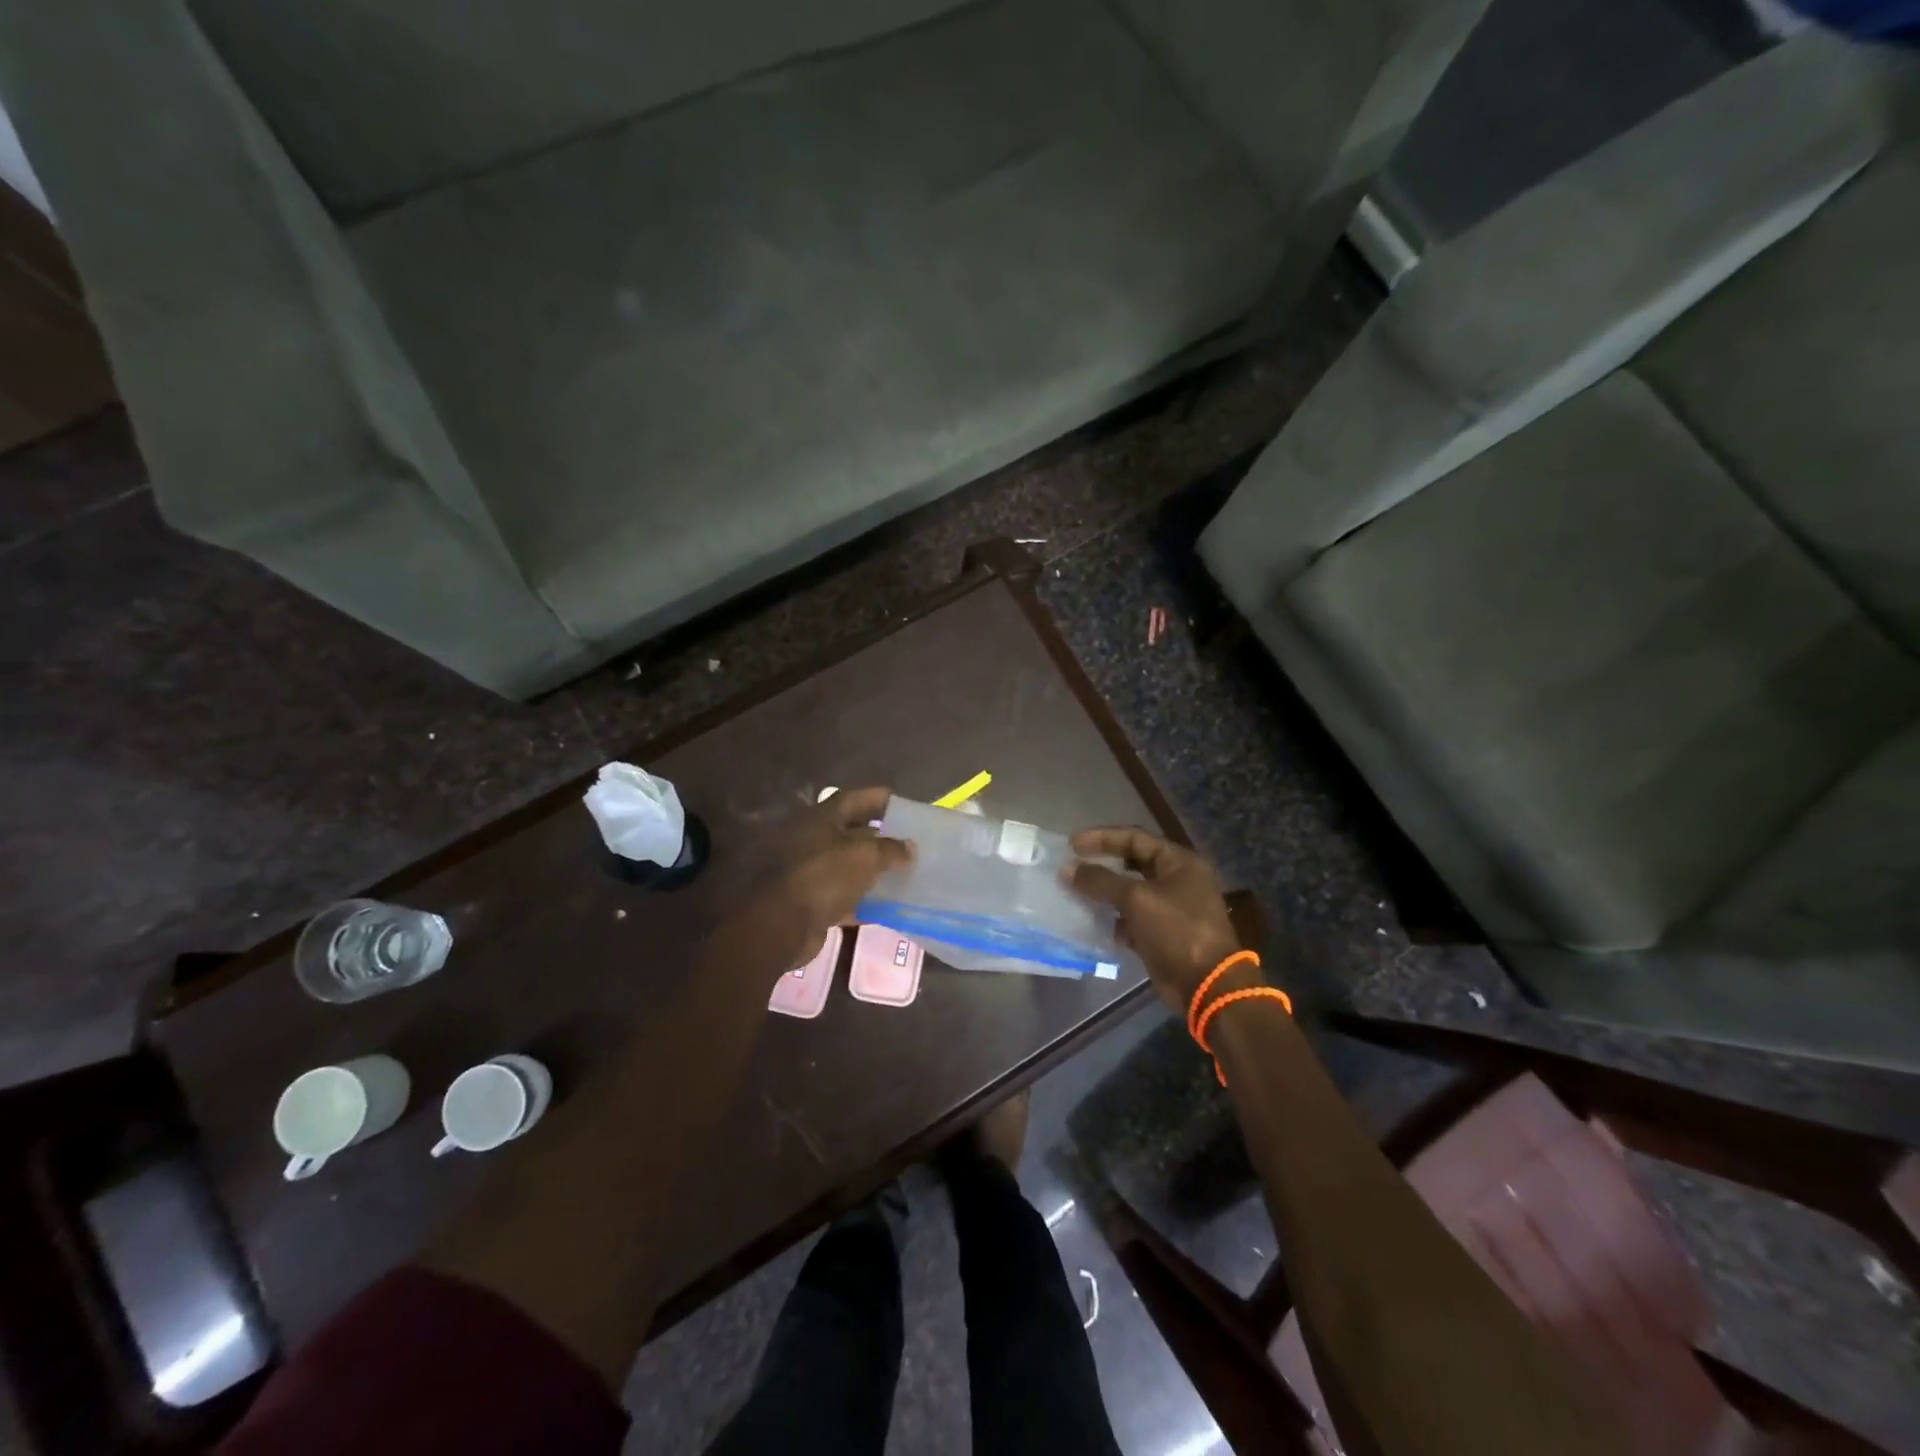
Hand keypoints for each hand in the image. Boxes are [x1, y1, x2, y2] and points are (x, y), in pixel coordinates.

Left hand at [758, 787, 911, 965]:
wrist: (783, 924)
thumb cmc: (825, 876)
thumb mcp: (865, 856)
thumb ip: (892, 849)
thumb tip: (910, 847)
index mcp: (822, 818)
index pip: (855, 798)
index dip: (880, 798)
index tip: (904, 805)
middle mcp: (814, 839)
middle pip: (853, 832)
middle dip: (881, 836)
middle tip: (910, 841)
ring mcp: (811, 871)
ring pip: (850, 865)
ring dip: (875, 869)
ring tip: (905, 872)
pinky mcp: (813, 900)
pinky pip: (845, 895)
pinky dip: (865, 899)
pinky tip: (889, 905)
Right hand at [1069, 827, 1245, 1012]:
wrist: (1207, 986)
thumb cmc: (1177, 931)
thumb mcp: (1137, 899)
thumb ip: (1101, 881)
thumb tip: (1067, 869)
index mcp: (1179, 862)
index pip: (1135, 838)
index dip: (1102, 837)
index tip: (1072, 844)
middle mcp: (1177, 880)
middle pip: (1132, 863)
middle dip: (1102, 865)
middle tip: (1072, 867)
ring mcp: (1171, 908)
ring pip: (1130, 893)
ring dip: (1105, 894)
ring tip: (1076, 894)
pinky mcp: (1162, 934)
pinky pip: (1132, 919)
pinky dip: (1114, 920)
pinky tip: (1094, 923)